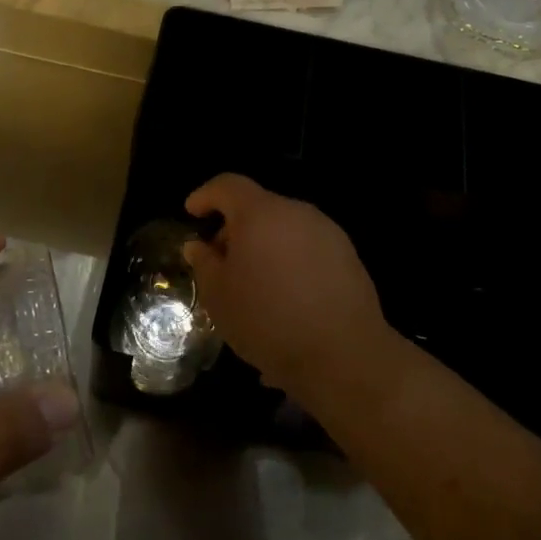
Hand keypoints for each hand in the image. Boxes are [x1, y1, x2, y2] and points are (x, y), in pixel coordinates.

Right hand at [182, 175, 389, 401]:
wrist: (343, 354)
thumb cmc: (267, 319)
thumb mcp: (219, 296)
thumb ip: (204, 263)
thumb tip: (198, 246)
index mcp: (261, 213)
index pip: (228, 185)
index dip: (206, 195)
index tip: (192, 213)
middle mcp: (297, 212)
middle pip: (259, 207)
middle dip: (235, 228)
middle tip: (220, 260)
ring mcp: (328, 233)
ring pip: (285, 228)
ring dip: (264, 245)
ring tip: (253, 283)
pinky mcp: (348, 256)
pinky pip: (307, 248)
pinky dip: (289, 261)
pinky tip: (284, 297)